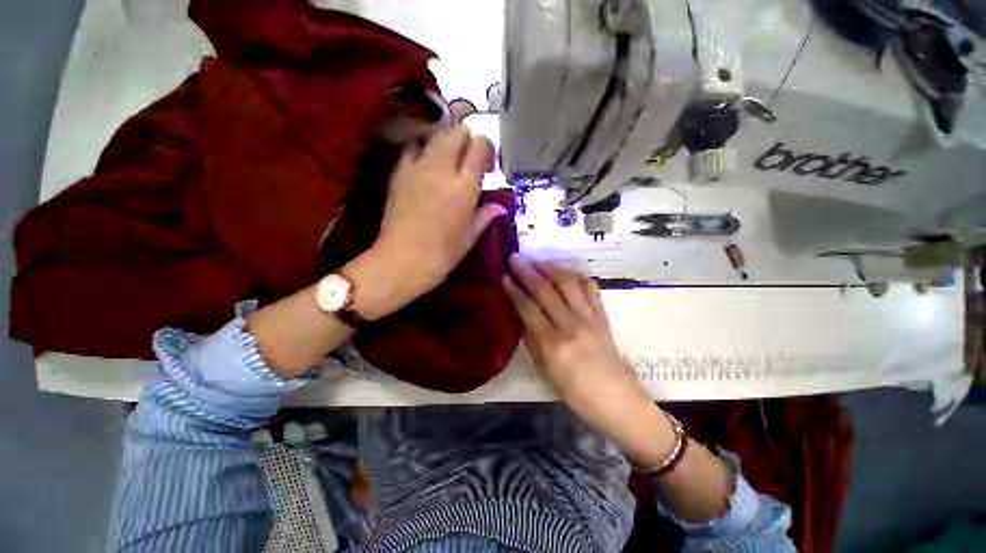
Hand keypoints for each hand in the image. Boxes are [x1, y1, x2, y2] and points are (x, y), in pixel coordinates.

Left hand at [346, 125, 505, 318]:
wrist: (401, 261)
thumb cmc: (442, 254)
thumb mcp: (469, 237)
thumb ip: (484, 216)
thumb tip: (500, 207)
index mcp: (464, 186)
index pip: (479, 145)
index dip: (486, 149)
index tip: (486, 167)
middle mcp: (442, 168)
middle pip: (456, 131)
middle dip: (466, 140)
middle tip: (468, 163)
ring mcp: (417, 167)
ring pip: (435, 135)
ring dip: (445, 144)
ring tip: (447, 165)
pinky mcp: (399, 172)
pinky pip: (413, 149)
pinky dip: (423, 152)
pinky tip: (426, 170)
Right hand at [502, 255, 677, 466]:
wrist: (618, 401)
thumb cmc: (576, 394)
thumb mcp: (546, 372)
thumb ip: (532, 342)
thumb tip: (522, 317)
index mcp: (553, 344)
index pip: (529, 308)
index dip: (515, 290)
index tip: (504, 276)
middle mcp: (572, 325)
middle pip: (546, 290)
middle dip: (528, 271)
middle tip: (516, 258)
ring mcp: (590, 318)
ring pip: (569, 283)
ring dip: (551, 268)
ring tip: (539, 261)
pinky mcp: (603, 317)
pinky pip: (592, 289)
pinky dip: (578, 277)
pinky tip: (568, 274)